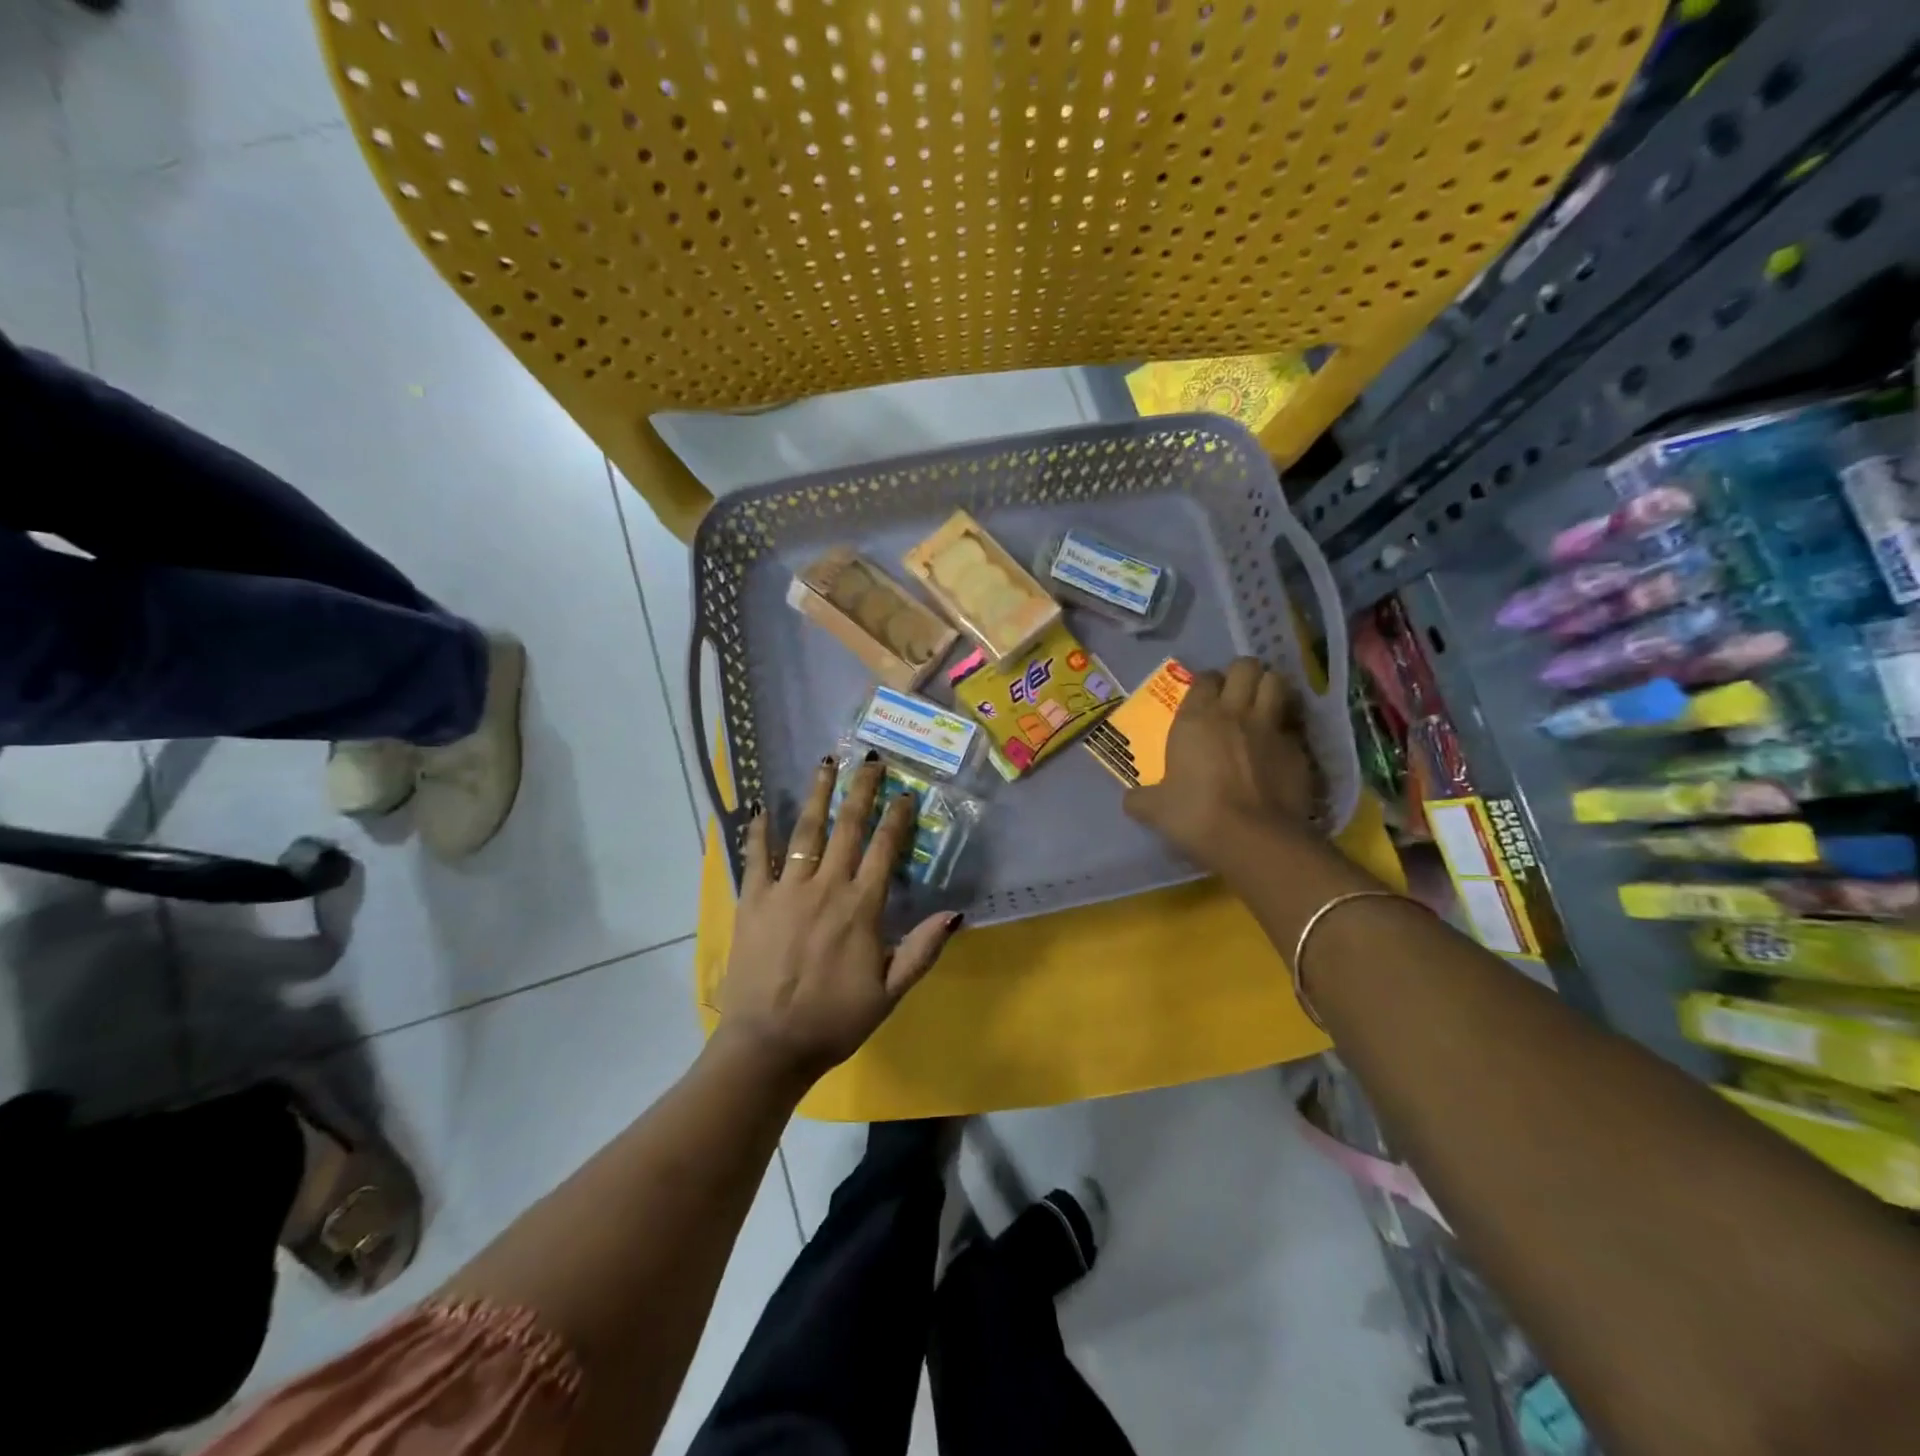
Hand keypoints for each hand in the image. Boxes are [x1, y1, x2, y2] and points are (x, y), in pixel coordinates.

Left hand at [715, 754, 960, 1086]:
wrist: (768, 1045)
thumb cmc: (834, 1021)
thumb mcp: (890, 993)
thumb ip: (922, 950)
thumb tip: (956, 912)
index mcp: (861, 907)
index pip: (885, 849)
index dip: (897, 818)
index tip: (905, 792)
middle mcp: (826, 887)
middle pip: (847, 828)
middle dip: (861, 790)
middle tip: (869, 759)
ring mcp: (786, 890)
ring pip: (806, 832)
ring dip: (818, 795)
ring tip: (826, 763)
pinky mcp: (753, 901)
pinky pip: (756, 857)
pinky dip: (759, 830)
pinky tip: (764, 806)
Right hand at [1123, 657, 1318, 877]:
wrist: (1254, 839)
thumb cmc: (1195, 815)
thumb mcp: (1155, 810)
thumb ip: (1141, 799)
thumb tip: (1131, 800)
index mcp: (1196, 718)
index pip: (1205, 678)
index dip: (1205, 683)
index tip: (1203, 697)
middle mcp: (1235, 713)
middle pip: (1246, 667)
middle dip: (1242, 674)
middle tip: (1236, 692)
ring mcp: (1271, 729)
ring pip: (1276, 683)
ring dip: (1269, 689)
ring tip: (1262, 705)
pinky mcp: (1299, 750)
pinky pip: (1293, 727)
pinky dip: (1286, 731)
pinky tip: (1278, 749)